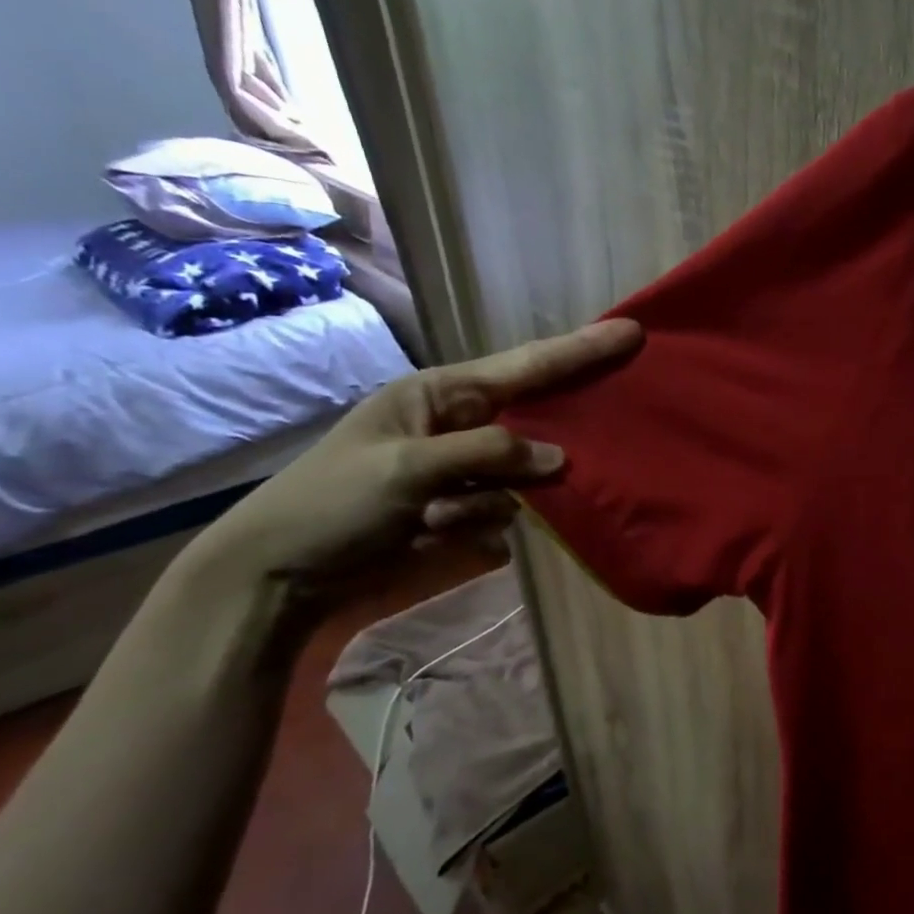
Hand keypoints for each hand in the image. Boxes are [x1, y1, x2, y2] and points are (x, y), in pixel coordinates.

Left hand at [198, 319, 642, 592]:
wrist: (282, 581)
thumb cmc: (331, 505)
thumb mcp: (404, 466)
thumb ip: (487, 452)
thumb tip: (557, 458)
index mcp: (439, 397)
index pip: (524, 367)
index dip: (580, 351)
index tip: (631, 332)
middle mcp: (462, 429)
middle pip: (536, 422)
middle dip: (555, 435)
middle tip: (598, 434)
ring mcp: (469, 477)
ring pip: (527, 479)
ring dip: (487, 501)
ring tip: (432, 519)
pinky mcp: (471, 518)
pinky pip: (510, 517)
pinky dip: (481, 527)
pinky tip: (436, 537)